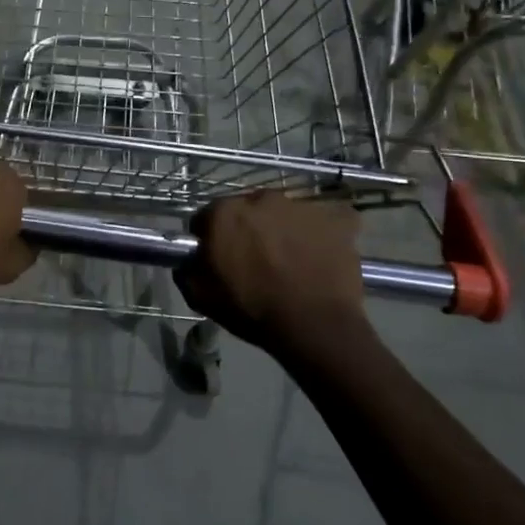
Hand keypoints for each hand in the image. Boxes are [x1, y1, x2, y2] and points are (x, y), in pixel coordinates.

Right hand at [174, 192, 368, 349]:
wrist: (313, 325)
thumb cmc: (251, 309)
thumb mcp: (201, 297)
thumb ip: (187, 270)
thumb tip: (188, 261)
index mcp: (225, 213)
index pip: (208, 216)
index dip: (210, 237)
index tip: (218, 258)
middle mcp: (263, 198)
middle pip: (249, 209)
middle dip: (249, 229)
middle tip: (256, 259)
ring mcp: (303, 205)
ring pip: (286, 213)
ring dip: (284, 229)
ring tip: (291, 260)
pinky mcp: (338, 217)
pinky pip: (326, 219)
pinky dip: (322, 233)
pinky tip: (321, 254)